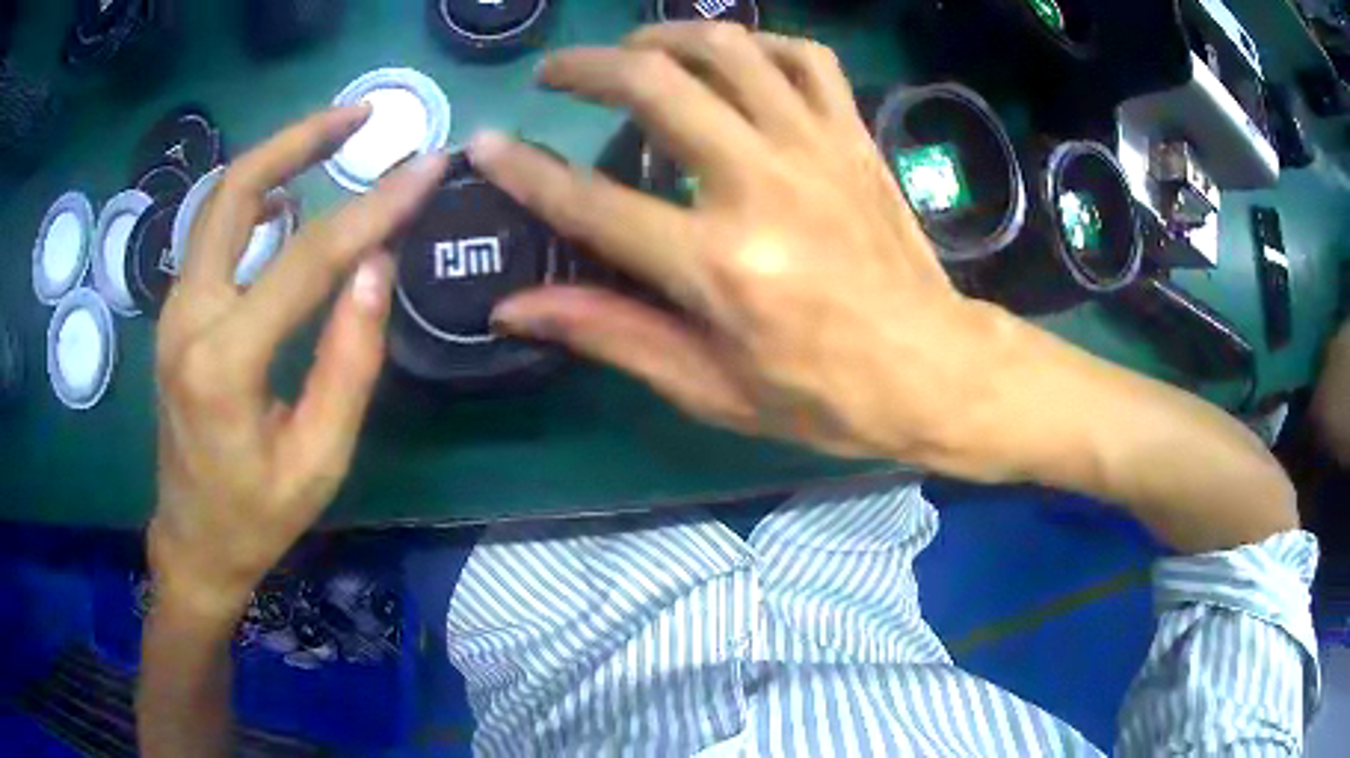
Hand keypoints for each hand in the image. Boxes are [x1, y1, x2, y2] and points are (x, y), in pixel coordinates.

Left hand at [149, 107, 449, 618]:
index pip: (305, 259)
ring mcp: (174, 310)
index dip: (372, 208)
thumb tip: (376, 268)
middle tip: (363, 114)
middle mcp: (186, 317)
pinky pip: (213, 233)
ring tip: (336, 136)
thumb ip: (349, 361)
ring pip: (220, 203)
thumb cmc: (257, 517)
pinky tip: (289, 198)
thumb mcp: (319, 459)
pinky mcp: (177, 313)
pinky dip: (255, 199)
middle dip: (301, 139)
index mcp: (223, 364)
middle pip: (236, 191)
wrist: (192, 541)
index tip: (426, 166)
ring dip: (277, 158)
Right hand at [476, 23, 1019, 464]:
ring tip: (634, 49)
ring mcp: (815, 149)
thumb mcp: (709, 387)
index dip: (524, 169)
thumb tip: (515, 307)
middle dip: (588, 66)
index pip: (591, 200)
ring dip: (666, 34)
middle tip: (557, 73)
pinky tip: (734, 58)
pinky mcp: (855, 137)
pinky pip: (805, 58)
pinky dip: (761, 44)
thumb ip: (609, 333)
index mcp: (718, 264)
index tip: (486, 144)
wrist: (933, 370)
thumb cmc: (822, 395)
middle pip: (655, 84)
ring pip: (728, 49)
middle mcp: (761, 185)